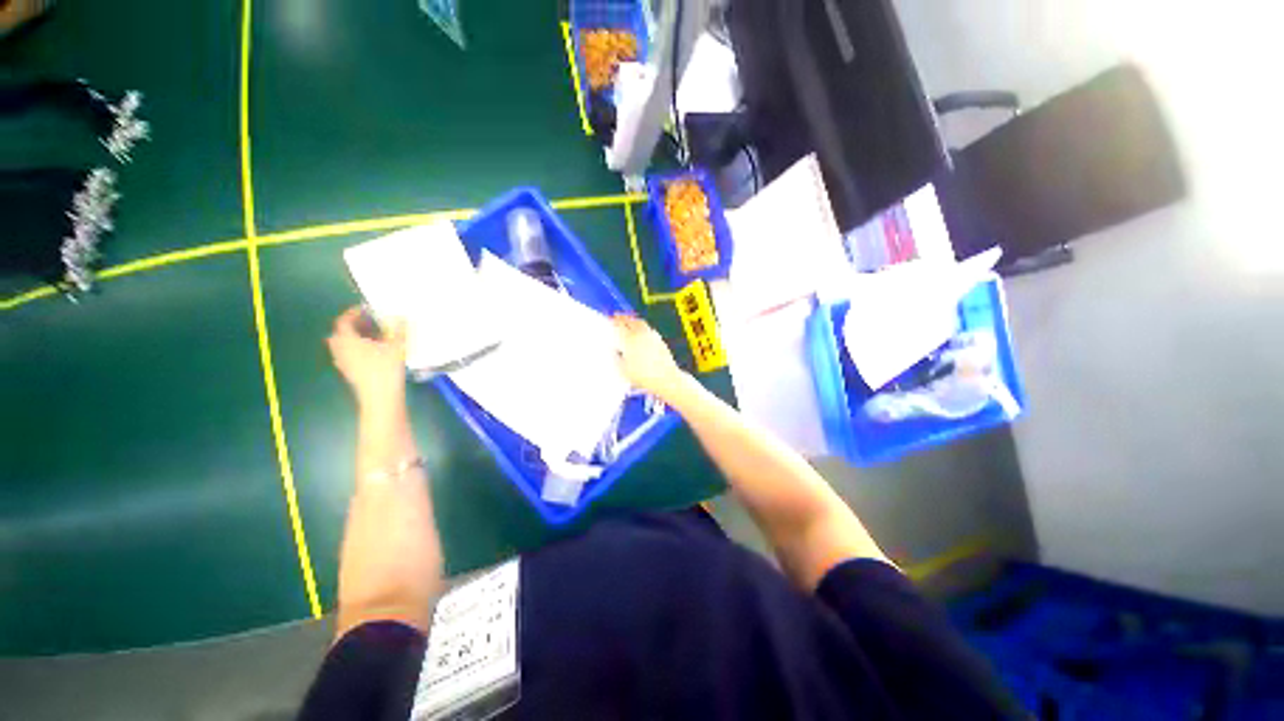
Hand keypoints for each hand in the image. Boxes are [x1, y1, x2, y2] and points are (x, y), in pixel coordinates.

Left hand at [328, 307, 407, 413]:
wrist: (380, 397)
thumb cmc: (385, 369)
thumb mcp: (397, 347)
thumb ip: (398, 331)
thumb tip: (401, 317)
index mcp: (348, 340)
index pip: (344, 321)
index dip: (353, 313)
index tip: (365, 309)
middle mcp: (341, 350)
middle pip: (340, 334)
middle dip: (352, 326)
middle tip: (369, 323)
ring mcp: (344, 363)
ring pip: (343, 346)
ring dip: (354, 339)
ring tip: (373, 337)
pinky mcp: (350, 373)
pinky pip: (348, 356)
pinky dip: (357, 350)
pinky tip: (373, 354)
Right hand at [612, 315, 686, 399]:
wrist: (665, 378)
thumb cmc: (643, 377)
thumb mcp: (623, 370)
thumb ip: (616, 358)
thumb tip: (614, 349)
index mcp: (629, 340)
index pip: (619, 326)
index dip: (613, 321)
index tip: (609, 320)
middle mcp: (640, 334)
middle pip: (630, 321)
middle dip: (622, 318)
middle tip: (616, 317)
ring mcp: (652, 335)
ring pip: (640, 322)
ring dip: (632, 320)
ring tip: (628, 322)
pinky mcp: (659, 339)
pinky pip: (648, 328)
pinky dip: (641, 326)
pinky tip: (640, 332)